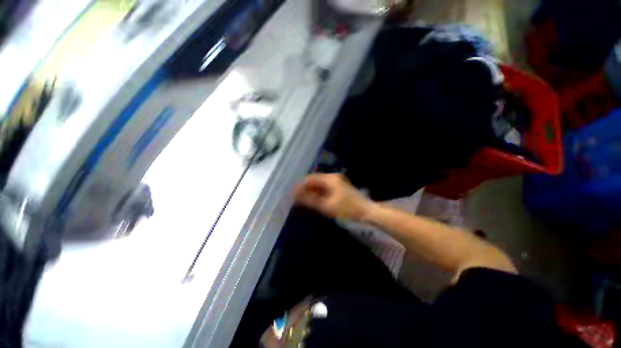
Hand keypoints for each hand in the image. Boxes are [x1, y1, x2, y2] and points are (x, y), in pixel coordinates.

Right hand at [293, 173, 375, 220]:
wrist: (367, 212)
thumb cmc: (347, 209)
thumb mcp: (327, 206)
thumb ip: (310, 200)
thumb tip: (296, 197)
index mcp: (330, 179)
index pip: (310, 179)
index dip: (300, 186)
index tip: (292, 195)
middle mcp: (333, 177)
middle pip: (314, 181)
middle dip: (305, 189)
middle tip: (296, 199)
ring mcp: (337, 182)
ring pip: (319, 185)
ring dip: (311, 192)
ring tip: (302, 201)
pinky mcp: (340, 188)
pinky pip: (325, 189)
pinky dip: (318, 194)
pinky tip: (314, 201)